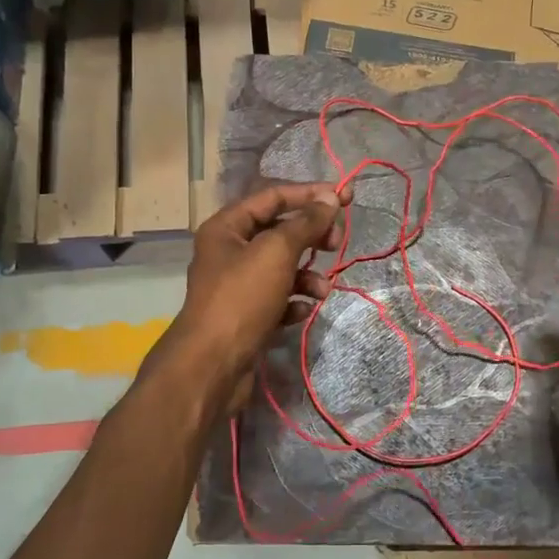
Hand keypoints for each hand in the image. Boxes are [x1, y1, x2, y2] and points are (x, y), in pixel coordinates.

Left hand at [157, 182, 347, 406]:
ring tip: (322, 290)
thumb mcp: (277, 252)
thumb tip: (330, 199)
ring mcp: (238, 285)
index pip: (273, 197)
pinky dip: (294, 301)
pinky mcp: (247, 315)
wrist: (213, 365)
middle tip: (337, 243)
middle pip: (279, 232)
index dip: (310, 194)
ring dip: (307, 275)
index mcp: (227, 227)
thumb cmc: (242, 298)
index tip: (345, 197)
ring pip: (282, 268)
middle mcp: (229, 251)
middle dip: (311, 237)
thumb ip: (306, 223)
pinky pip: (278, 298)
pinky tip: (302, 311)